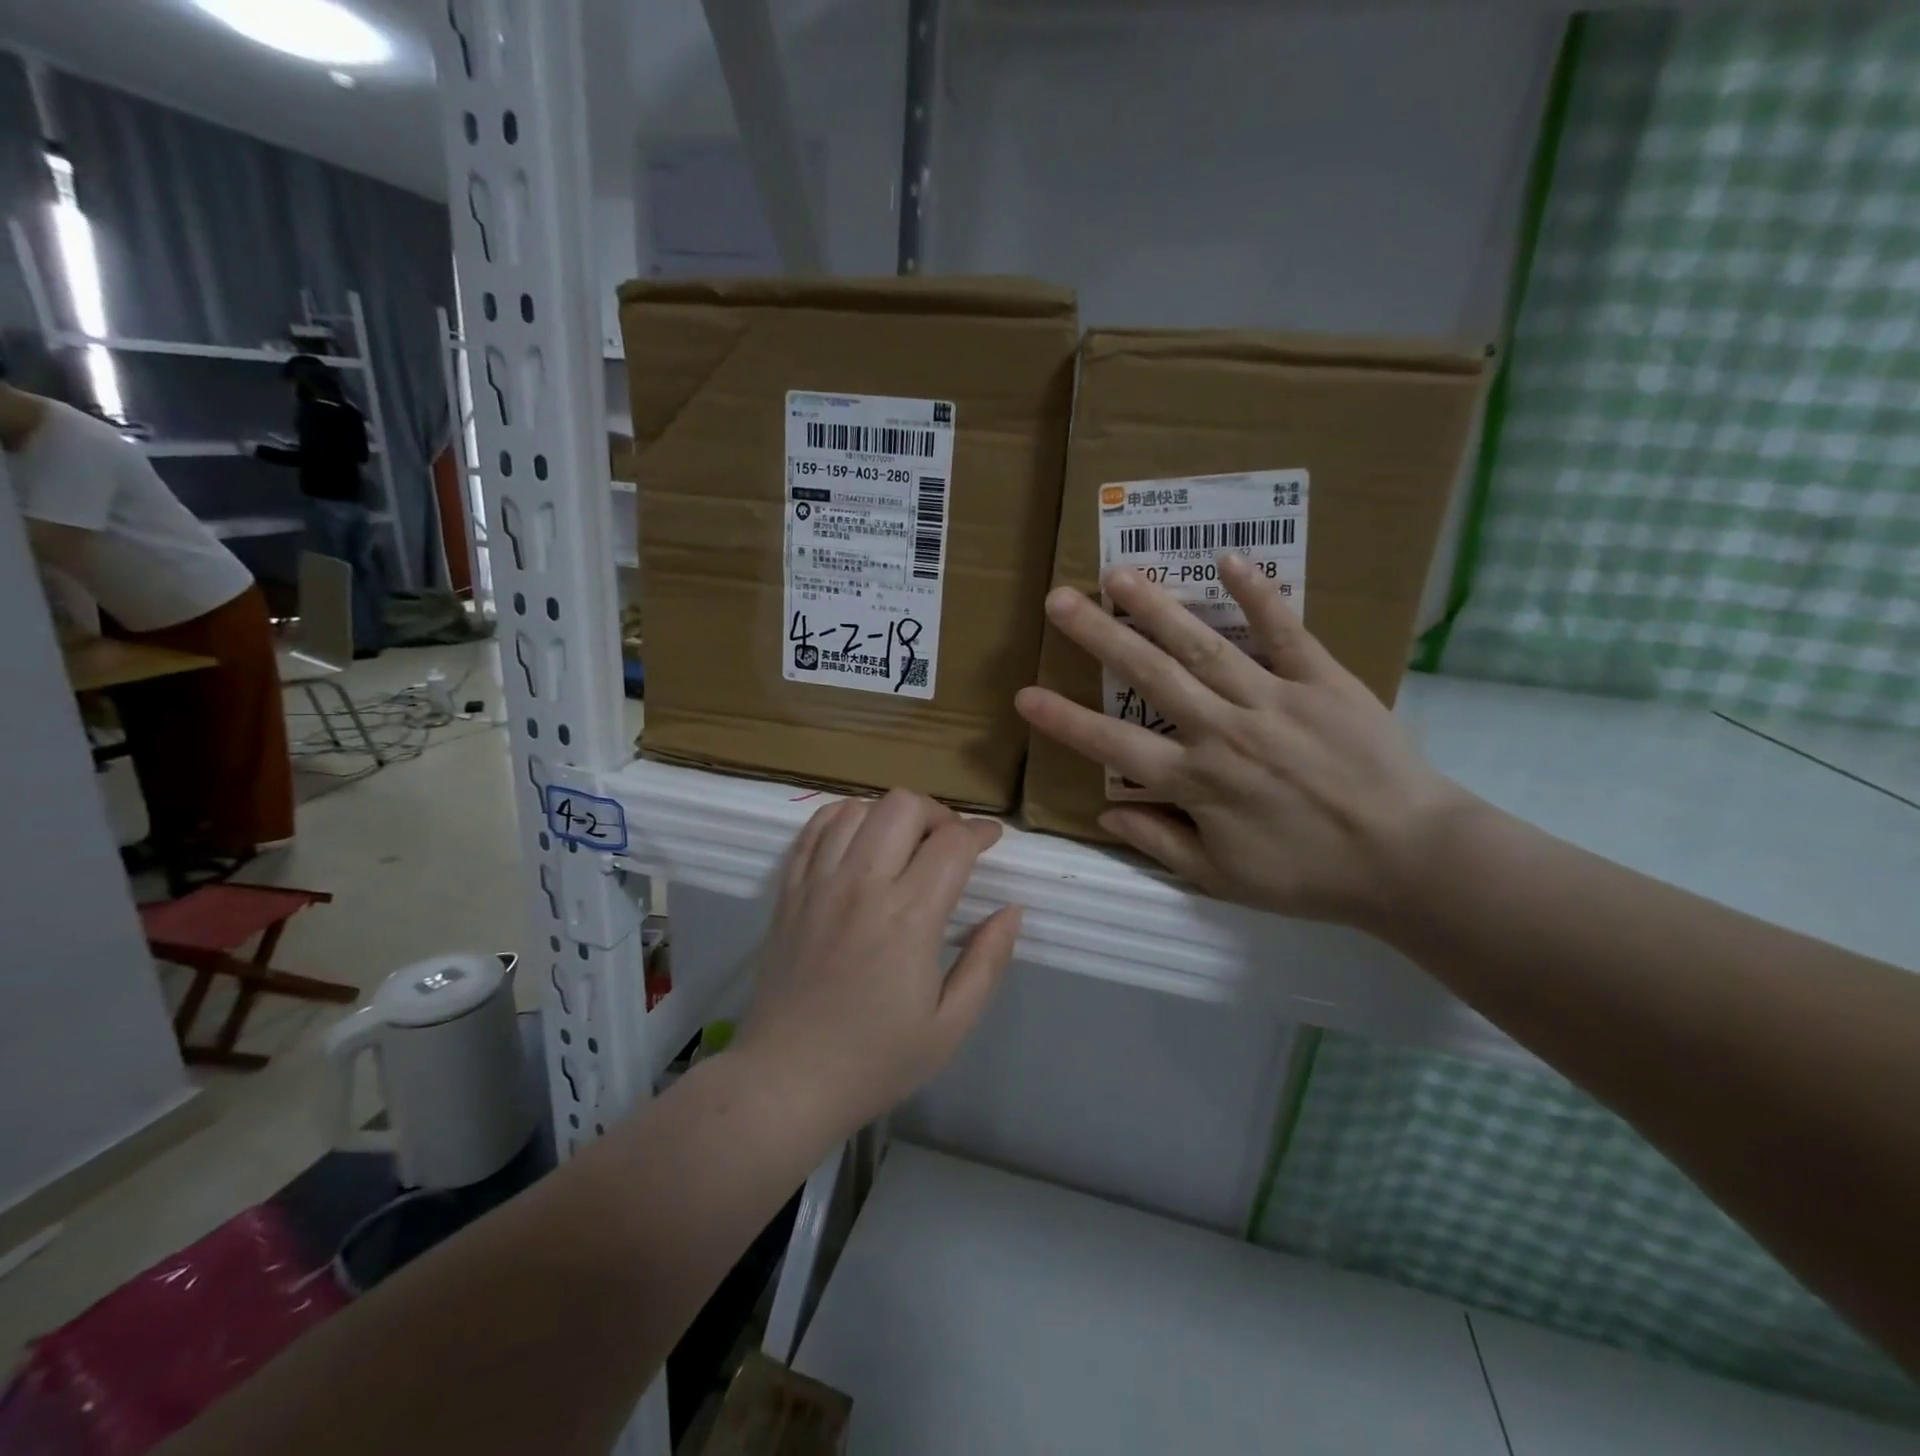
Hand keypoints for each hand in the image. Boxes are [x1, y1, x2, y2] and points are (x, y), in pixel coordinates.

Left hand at [734, 791, 1022, 1132]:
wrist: (785, 1082)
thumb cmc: (876, 1061)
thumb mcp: (951, 1026)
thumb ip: (988, 961)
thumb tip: (1011, 910)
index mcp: (909, 917)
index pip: (952, 843)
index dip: (980, 832)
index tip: (991, 840)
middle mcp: (862, 885)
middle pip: (904, 806)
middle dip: (937, 814)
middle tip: (948, 844)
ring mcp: (819, 883)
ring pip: (858, 808)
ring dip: (890, 816)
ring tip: (903, 845)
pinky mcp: (789, 891)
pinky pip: (814, 829)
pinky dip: (842, 819)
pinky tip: (858, 840)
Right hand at [1014, 555, 1476, 928]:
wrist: (1410, 859)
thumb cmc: (1310, 874)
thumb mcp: (1223, 879)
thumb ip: (1161, 842)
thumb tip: (1104, 815)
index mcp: (1198, 782)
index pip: (1114, 746)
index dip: (1065, 721)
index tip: (1025, 695)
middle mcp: (1224, 731)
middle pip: (1150, 676)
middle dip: (1100, 636)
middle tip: (1059, 600)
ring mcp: (1273, 700)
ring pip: (1204, 646)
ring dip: (1158, 607)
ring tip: (1119, 574)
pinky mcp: (1323, 681)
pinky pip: (1287, 632)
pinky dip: (1259, 595)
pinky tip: (1229, 559)